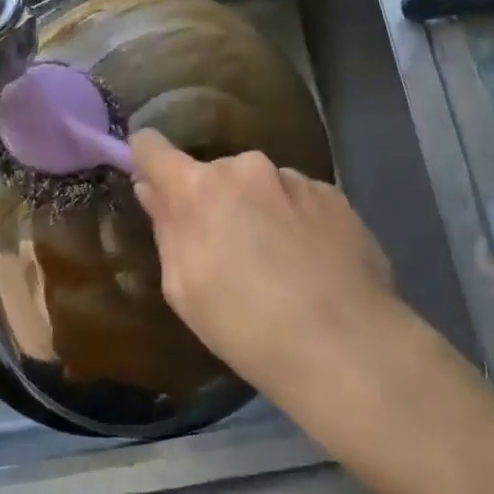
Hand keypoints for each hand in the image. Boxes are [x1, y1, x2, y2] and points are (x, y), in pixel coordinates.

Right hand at [129, 131, 398, 404]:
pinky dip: (296, 220)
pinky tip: (312, 263)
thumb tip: (152, 189)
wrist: (346, 346)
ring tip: (280, 264)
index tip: (151, 180)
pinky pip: (299, 198)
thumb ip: (166, 229)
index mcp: (200, 188)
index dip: (147, 161)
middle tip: (229, 251)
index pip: (153, 148)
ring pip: (261, 186)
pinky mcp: (334, 194)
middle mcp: (247, 168)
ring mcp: (295, 177)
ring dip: (259, 209)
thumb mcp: (184, 290)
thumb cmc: (247, 327)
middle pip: (215, 174)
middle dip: (215, 201)